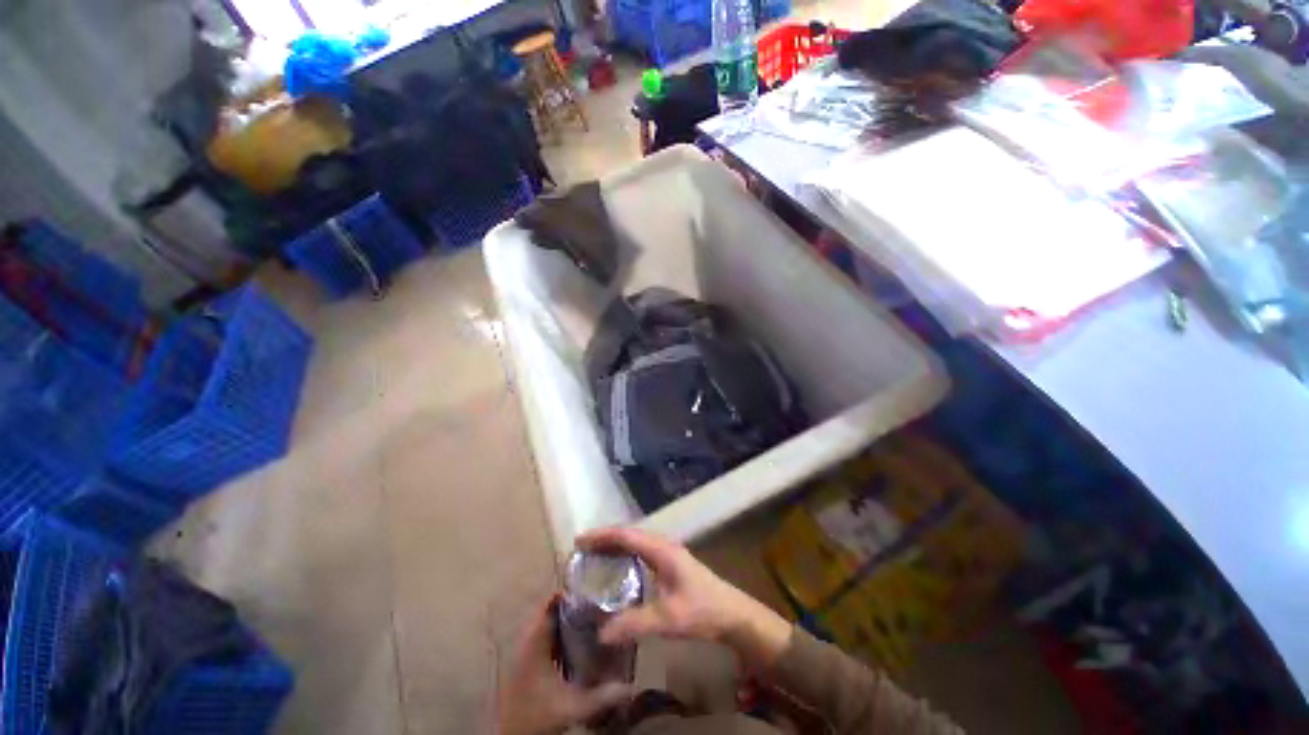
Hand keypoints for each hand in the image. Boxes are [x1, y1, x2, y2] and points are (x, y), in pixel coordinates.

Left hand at [496, 596, 631, 734]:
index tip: (591, 589)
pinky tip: (579, 643)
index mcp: (534, 642)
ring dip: (567, 621)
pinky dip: (561, 635)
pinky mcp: (528, 665)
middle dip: (572, 606)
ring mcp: (526, 654)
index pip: (549, 603)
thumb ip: (601, 696)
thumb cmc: (537, 717)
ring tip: (593, 618)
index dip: (569, 592)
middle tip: (597, 603)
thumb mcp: (571, 706)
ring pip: (548, 626)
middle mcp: (528, 642)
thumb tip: (630, 685)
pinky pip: (546, 639)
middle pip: (551, 612)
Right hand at [576, 527, 792, 669]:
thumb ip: (634, 624)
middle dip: (605, 539)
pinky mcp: (671, 563)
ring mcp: (669, 553)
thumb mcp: (667, 619)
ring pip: (636, 542)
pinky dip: (626, 554)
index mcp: (661, 550)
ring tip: (594, 556)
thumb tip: (600, 633)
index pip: (626, 535)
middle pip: (629, 535)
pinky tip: (619, 568)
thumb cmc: (702, 611)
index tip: (580, 541)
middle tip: (581, 549)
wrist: (732, 614)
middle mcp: (663, 545)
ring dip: (615, 545)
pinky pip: (642, 551)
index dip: (602, 536)